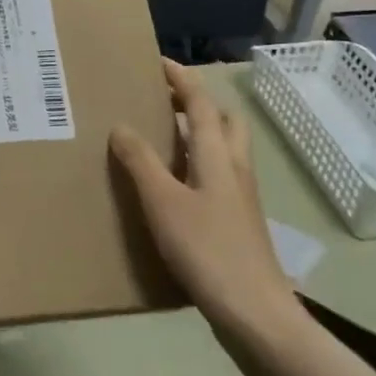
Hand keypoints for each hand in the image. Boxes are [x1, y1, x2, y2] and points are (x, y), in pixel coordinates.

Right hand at [110, 59, 301, 348]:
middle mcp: (234, 168)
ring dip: (199, 133)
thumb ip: (141, 162)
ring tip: (163, 138)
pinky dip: (197, 164)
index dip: (182, 80)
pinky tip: (174, 186)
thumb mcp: (163, 202)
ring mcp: (241, 197)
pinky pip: (218, 176)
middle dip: (198, 104)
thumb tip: (122, 126)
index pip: (201, 104)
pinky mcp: (238, 222)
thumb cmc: (207, 249)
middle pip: (224, 122)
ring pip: (224, 150)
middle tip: (164, 102)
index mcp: (217, 156)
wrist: (254, 312)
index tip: (159, 62)